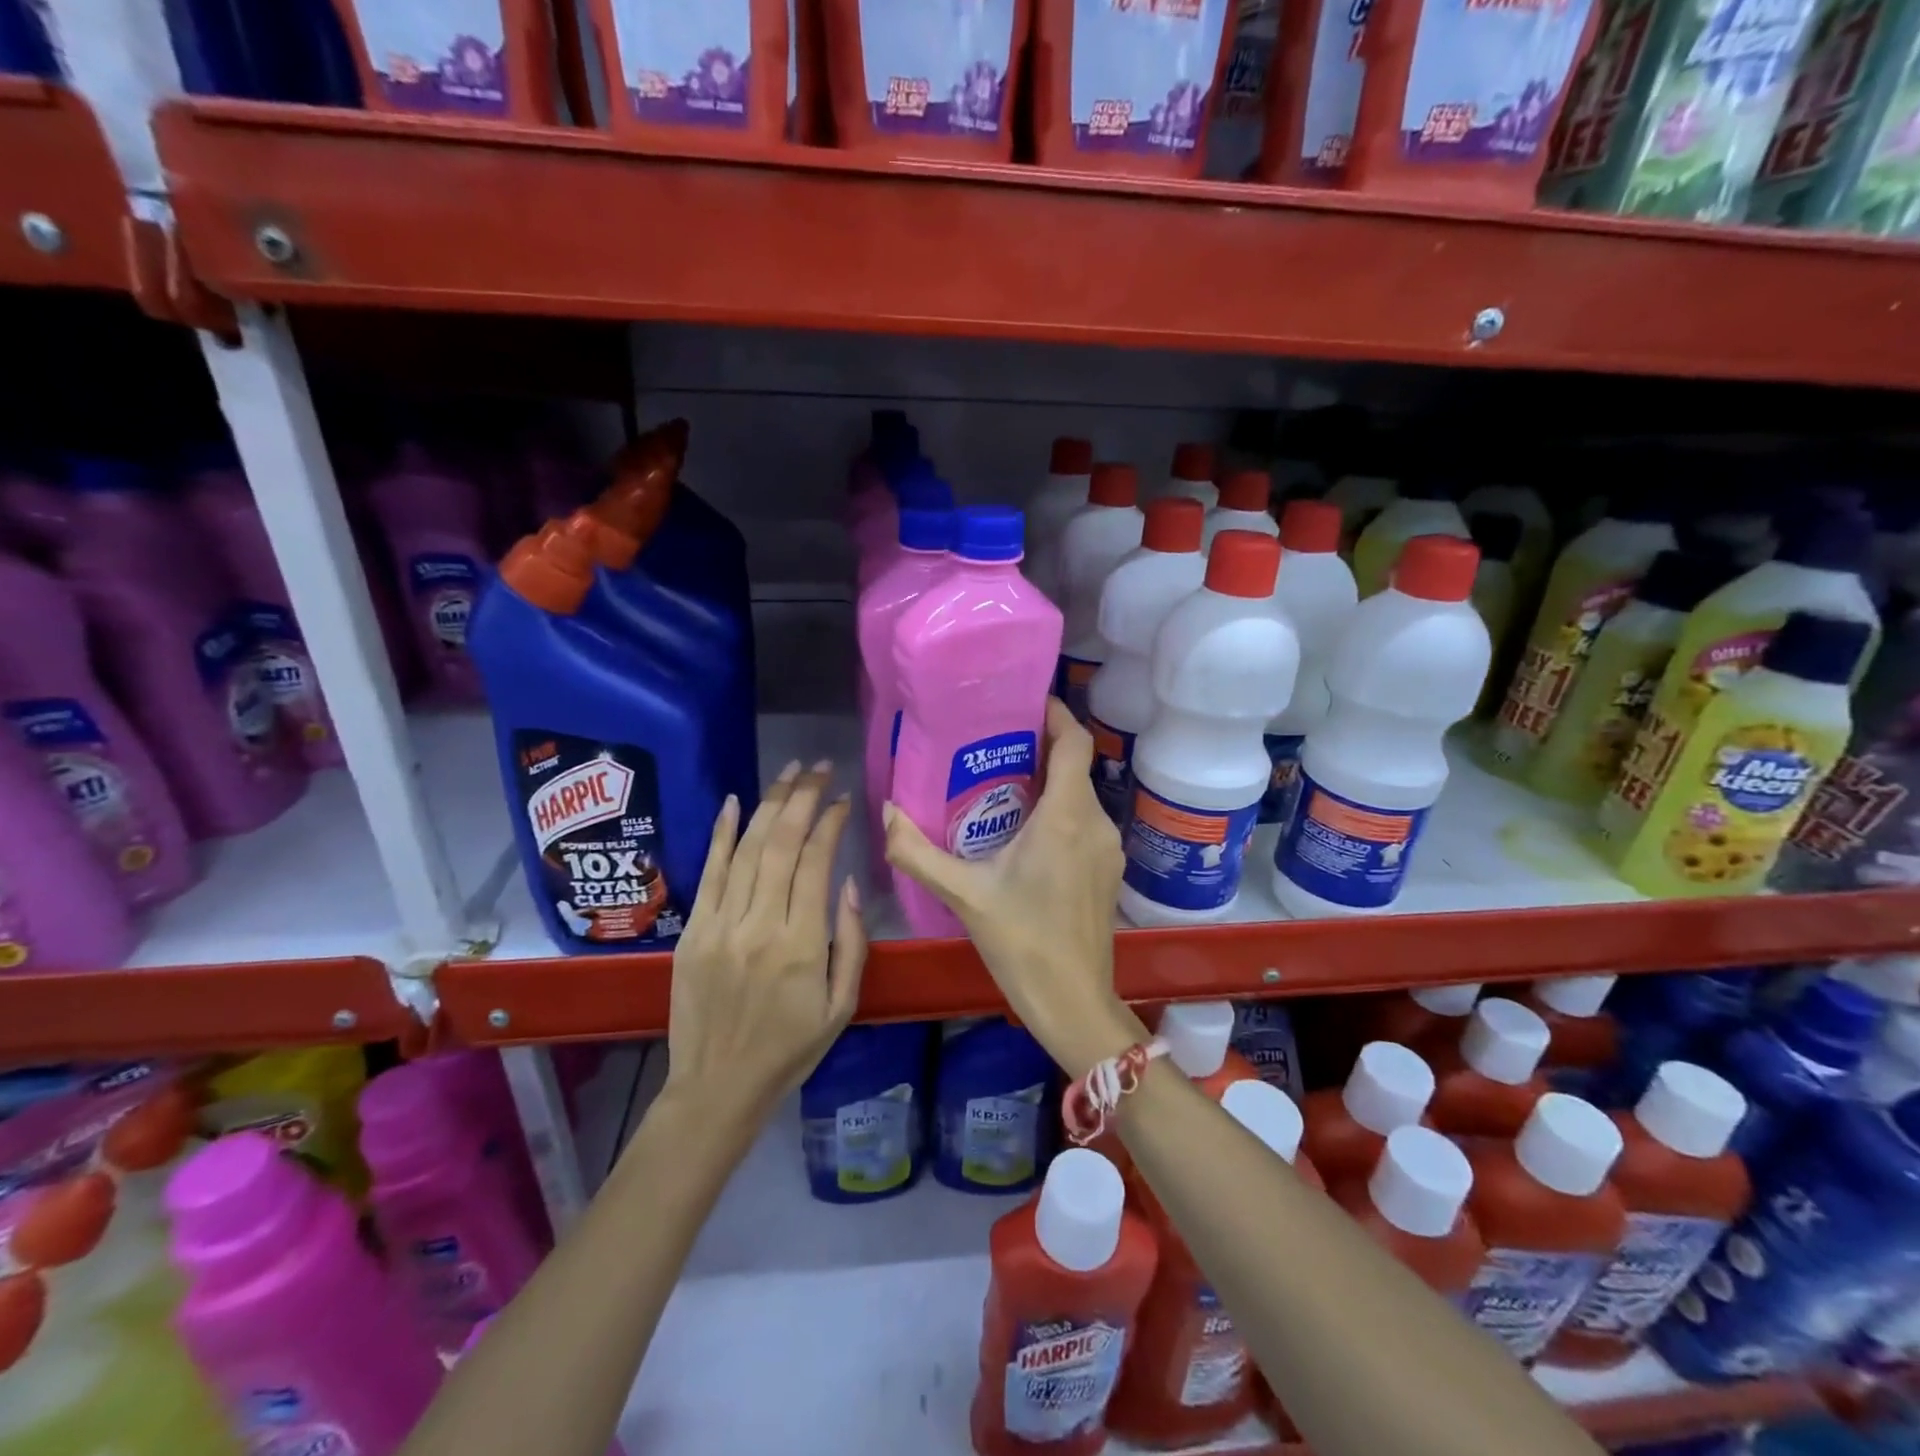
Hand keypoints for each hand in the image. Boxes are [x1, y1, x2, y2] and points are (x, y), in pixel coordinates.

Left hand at [664, 762, 867, 1126]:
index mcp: (802, 945)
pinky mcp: (693, 931)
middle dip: (802, 798)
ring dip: (769, 804)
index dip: (830, 822)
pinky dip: (722, 834)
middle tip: (818, 767)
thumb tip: (849, 882)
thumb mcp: (842, 1006)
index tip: (842, 799)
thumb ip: (852, 942)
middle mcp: (760, 924)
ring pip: (748, 849)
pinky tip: (736, 802)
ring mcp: (720, 925)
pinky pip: (709, 873)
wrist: (717, 1087)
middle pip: (782, 844)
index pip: (817, 863)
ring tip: (788, 772)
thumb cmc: (790, 1049)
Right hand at [884, 699, 1141, 1075]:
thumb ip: (917, 852)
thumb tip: (887, 812)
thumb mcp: (963, 895)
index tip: (1024, 702)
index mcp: (1066, 816)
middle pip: (1075, 766)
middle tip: (993, 744)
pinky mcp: (1107, 870)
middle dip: (1039, 748)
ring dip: (1048, 782)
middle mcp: (1095, 822)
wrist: (1072, 1001)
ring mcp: (1107, 848)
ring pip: (1079, 796)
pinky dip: (1058, 811)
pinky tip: (1024, 831)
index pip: (1075, 742)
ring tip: (1001, 784)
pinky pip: (1083, 822)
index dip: (1056, 714)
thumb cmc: (1022, 942)